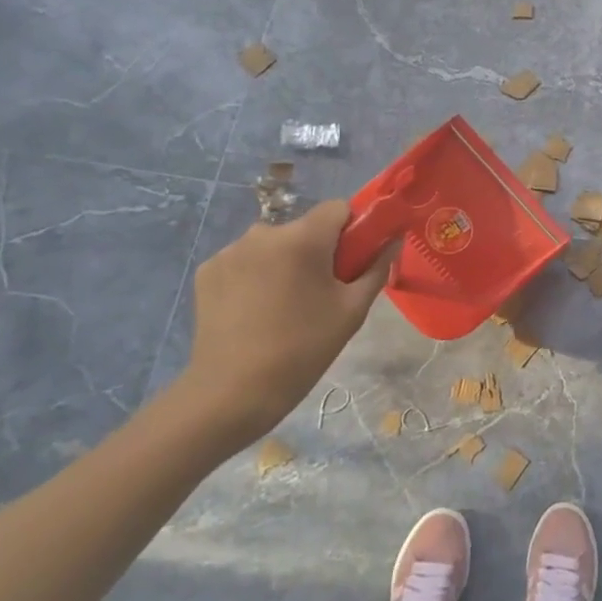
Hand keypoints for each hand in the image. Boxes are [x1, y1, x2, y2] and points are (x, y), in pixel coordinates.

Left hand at [176, 201, 395, 447]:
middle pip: (304, 228)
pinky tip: (254, 310)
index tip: (350, 262)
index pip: (338, 208)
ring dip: (284, 262)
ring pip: (273, 244)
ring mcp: (230, 251)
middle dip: (317, 251)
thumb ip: (376, 268)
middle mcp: (264, 232)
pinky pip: (245, 260)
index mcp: (303, 238)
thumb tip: (394, 241)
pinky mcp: (208, 270)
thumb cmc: (303, 349)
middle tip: (320, 293)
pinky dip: (255, 275)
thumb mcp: (352, 310)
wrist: (232, 392)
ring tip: (284, 306)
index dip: (351, 230)